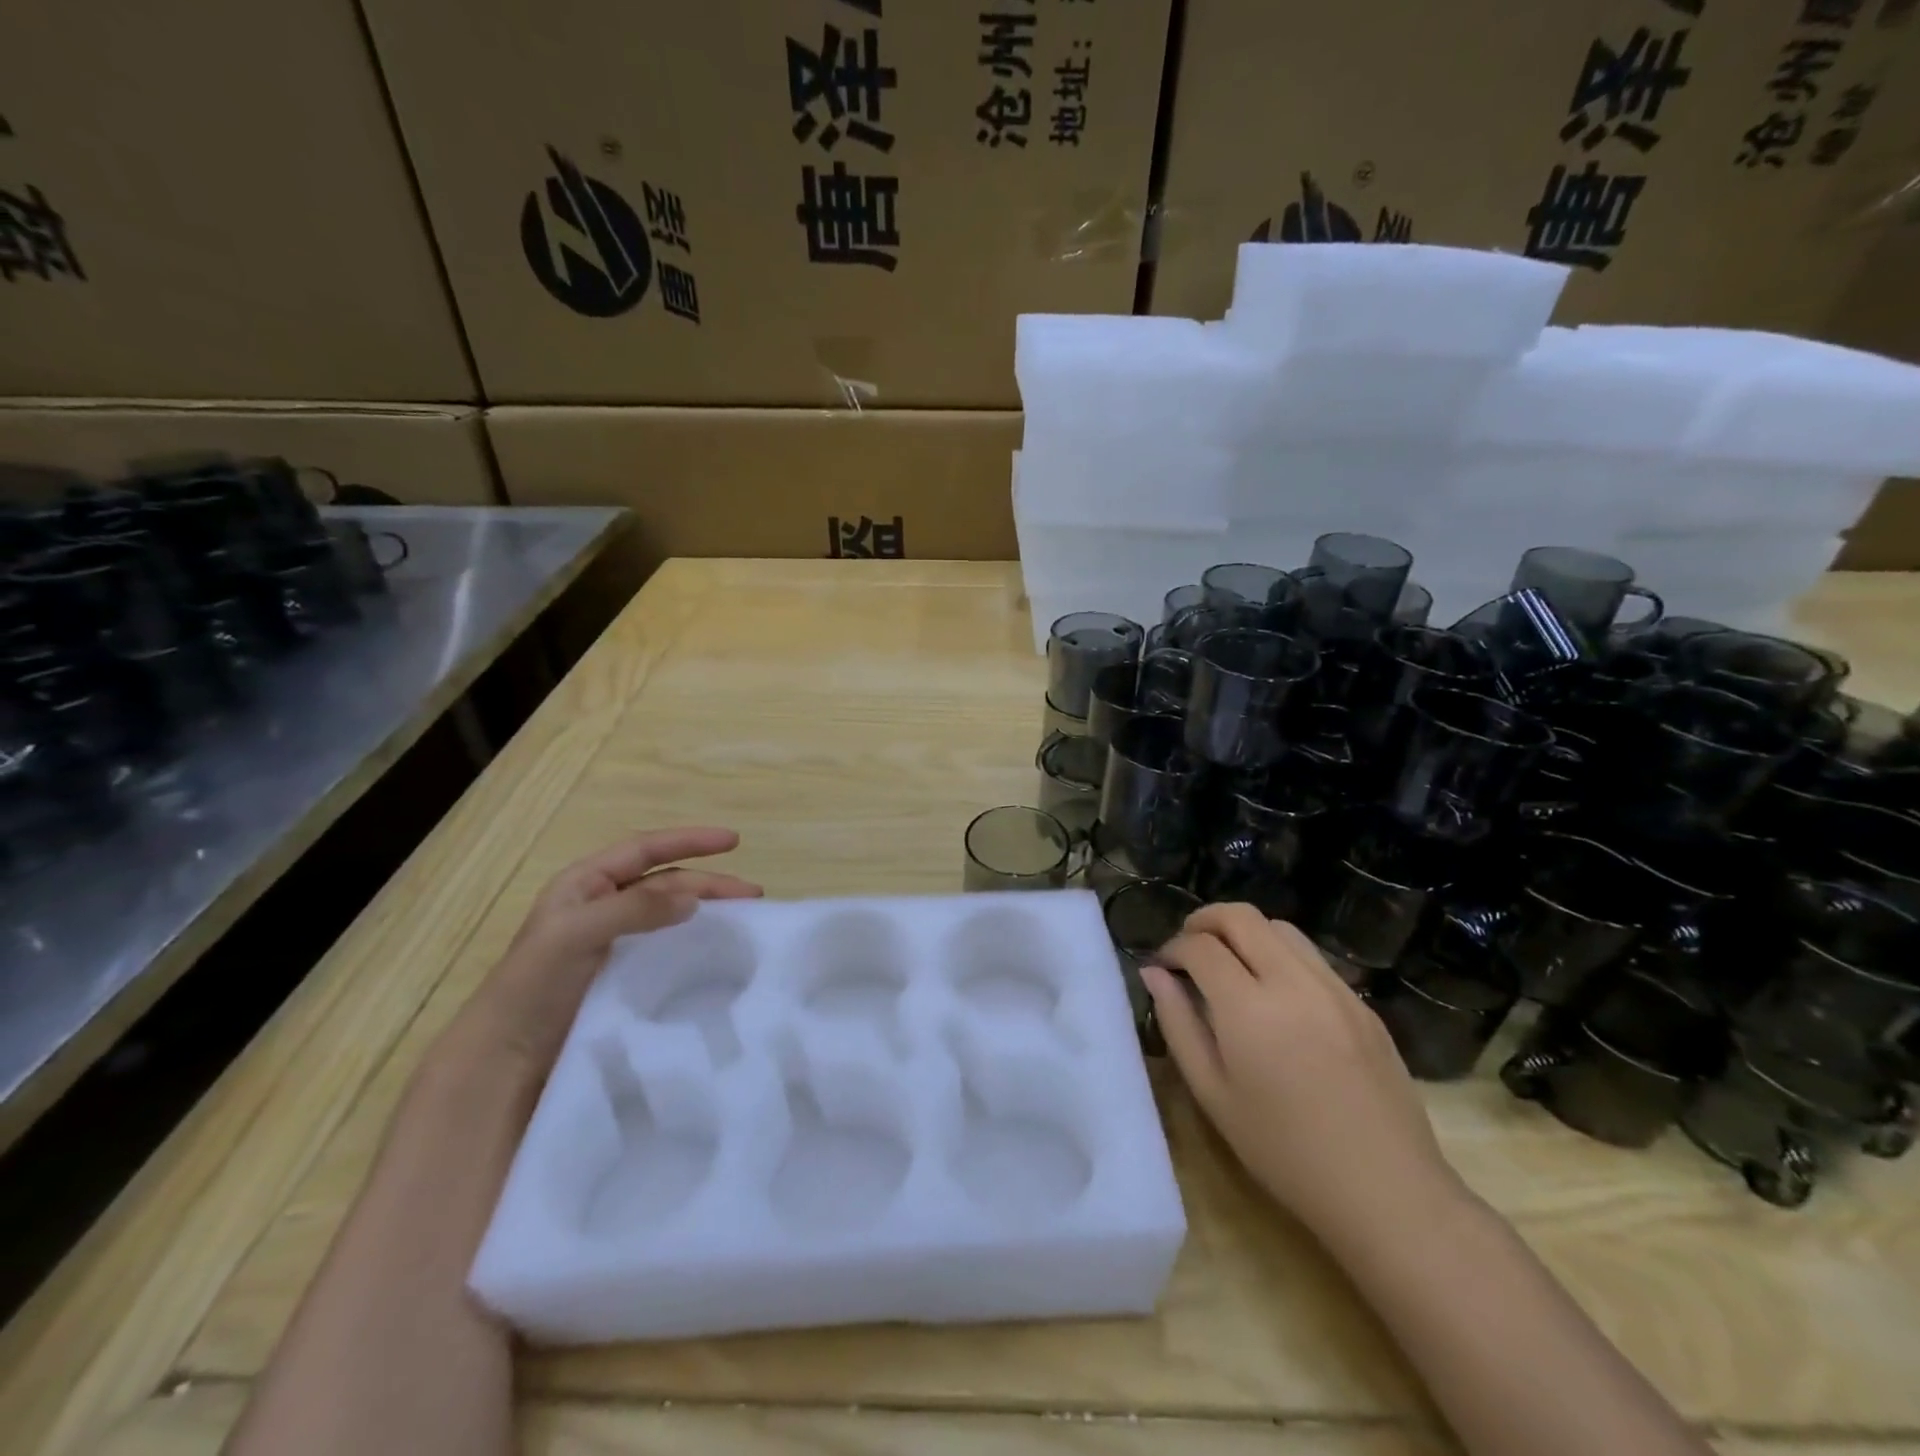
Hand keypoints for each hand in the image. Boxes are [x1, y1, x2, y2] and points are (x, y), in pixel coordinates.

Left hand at [465, 827, 761, 1070]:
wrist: (505, 1061)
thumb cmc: (533, 986)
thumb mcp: (575, 934)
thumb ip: (633, 909)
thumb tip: (694, 898)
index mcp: (585, 884)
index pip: (645, 849)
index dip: (690, 841)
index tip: (734, 841)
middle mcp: (602, 906)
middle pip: (667, 882)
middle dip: (709, 882)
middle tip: (753, 894)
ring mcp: (614, 942)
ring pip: (671, 914)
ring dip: (707, 911)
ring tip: (745, 920)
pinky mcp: (624, 976)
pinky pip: (668, 947)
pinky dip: (695, 943)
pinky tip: (717, 952)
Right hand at [1145, 903, 1463, 1246]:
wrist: (1386, 1192)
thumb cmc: (1284, 1152)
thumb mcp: (1213, 1093)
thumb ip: (1178, 1023)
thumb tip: (1155, 973)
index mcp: (1249, 1008)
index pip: (1201, 946)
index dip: (1173, 948)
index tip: (1163, 967)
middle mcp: (1293, 982)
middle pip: (1241, 916)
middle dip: (1205, 921)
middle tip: (1188, 949)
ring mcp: (1335, 988)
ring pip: (1280, 927)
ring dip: (1245, 932)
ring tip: (1230, 965)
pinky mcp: (1362, 1003)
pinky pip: (1311, 957)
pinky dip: (1279, 954)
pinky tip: (1274, 993)